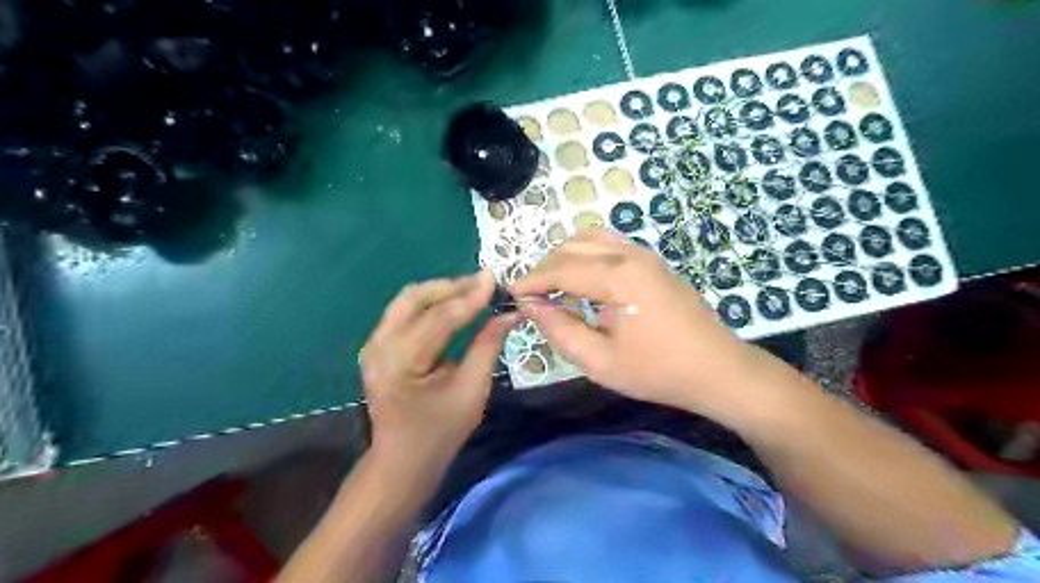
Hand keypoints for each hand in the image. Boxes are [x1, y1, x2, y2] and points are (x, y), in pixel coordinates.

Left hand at [360, 274, 517, 472]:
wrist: (402, 460)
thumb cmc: (441, 431)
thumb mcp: (472, 390)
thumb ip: (488, 346)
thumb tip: (509, 315)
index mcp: (400, 361)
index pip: (439, 318)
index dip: (470, 298)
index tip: (494, 279)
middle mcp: (379, 345)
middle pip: (415, 298)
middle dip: (451, 287)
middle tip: (483, 284)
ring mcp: (373, 344)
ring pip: (407, 300)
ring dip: (440, 292)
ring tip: (472, 292)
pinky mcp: (377, 346)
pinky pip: (404, 312)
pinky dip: (429, 304)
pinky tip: (452, 306)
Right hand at [513, 228, 760, 418]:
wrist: (716, 369)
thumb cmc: (656, 371)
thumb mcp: (599, 361)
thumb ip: (558, 329)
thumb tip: (529, 305)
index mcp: (617, 277)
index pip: (559, 269)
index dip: (531, 281)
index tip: (511, 295)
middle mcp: (629, 254)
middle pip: (571, 247)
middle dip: (545, 268)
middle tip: (532, 297)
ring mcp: (644, 254)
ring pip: (589, 239)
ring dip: (565, 259)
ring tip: (555, 290)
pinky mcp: (652, 261)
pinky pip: (608, 245)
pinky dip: (586, 257)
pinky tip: (584, 284)